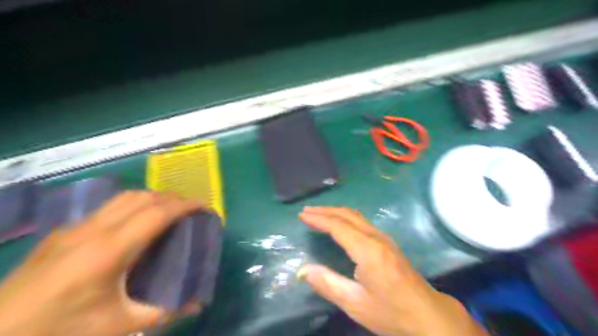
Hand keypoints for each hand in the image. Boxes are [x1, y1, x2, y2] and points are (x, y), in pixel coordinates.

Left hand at [0, 191, 201, 335]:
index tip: (204, 207)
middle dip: (172, 198)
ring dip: (153, 198)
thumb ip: (163, 312)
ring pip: (124, 197)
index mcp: (111, 249)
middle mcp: (94, 229)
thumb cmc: (60, 331)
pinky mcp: (64, 232)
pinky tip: (135, 222)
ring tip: (168, 210)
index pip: (157, 213)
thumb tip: (197, 304)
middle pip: (143, 197)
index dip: (185, 205)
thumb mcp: (117, 326)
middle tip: (190, 209)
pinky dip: (133, 205)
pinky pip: (109, 207)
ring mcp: (76, 227)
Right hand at [297, 207, 487, 335]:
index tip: (302, 215)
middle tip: (307, 211)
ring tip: (319, 214)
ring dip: (336, 212)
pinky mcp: (388, 243)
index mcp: (367, 250)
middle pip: (347, 215)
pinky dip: (346, 218)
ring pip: (356, 216)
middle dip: (325, 210)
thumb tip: (303, 270)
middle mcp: (376, 238)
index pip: (338, 226)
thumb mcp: (355, 303)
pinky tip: (341, 224)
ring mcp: (385, 238)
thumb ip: (328, 284)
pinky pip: (363, 222)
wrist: (429, 316)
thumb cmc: (391, 312)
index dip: (318, 219)